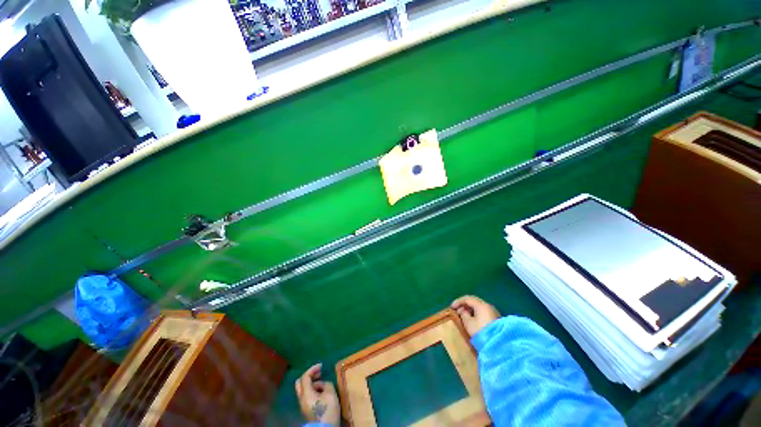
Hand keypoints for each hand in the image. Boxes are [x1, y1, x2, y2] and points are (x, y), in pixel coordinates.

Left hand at [295, 363, 340, 424]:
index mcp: (306, 394)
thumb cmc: (328, 411)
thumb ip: (326, 384)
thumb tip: (322, 385)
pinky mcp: (306, 409)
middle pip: (299, 383)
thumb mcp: (331, 393)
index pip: (305, 377)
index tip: (321, 366)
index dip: (312, 369)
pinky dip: (312, 389)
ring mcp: (303, 405)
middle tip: (319, 373)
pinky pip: (306, 395)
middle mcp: (301, 399)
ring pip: (303, 389)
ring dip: (311, 383)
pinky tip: (321, 391)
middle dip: (309, 375)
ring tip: (322, 382)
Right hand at [451, 295, 499, 336]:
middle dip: (464, 304)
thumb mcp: (468, 323)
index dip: (458, 301)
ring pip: (479, 306)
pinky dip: (476, 313)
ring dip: (470, 309)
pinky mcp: (495, 319)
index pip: (467, 298)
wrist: (499, 344)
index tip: (452, 307)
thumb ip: (463, 314)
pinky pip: (483, 311)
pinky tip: (472, 319)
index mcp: (481, 305)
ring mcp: (493, 312)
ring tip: (463, 315)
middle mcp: (488, 305)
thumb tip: (463, 310)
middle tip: (457, 310)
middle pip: (474, 301)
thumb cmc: (481, 331)